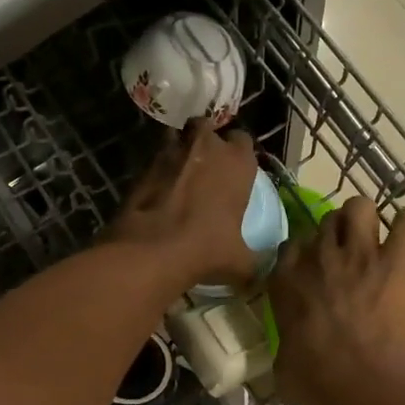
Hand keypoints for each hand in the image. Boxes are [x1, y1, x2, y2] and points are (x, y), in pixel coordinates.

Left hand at [109, 120, 260, 290]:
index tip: (235, 172)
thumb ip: (255, 262)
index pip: (244, 141)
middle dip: (206, 143)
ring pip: (177, 137)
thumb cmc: (207, 249)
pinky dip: (157, 170)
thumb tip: (262, 274)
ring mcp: (171, 150)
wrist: (152, 249)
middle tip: (206, 168)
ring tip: (179, 174)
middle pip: (207, 130)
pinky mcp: (143, 164)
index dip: (238, 155)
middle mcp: (206, 145)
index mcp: (237, 161)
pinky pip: (155, 159)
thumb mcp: (241, 262)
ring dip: (179, 150)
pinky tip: (158, 191)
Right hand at [267, 196, 404, 404]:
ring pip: (360, 206)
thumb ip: (286, 343)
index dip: (304, 254)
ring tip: (377, 241)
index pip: (290, 245)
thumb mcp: (283, 364)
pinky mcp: (395, 261)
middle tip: (349, 259)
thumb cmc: (316, 382)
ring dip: (367, 220)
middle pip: (325, 221)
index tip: (313, 271)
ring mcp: (357, 254)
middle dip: (336, 234)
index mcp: (285, 281)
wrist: (361, 385)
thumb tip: (291, 352)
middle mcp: (317, 257)